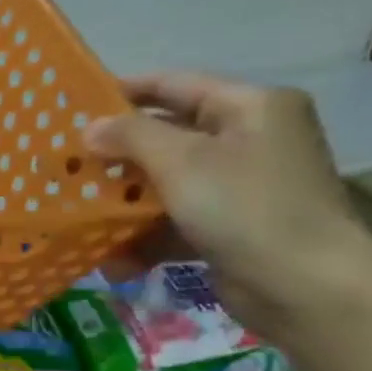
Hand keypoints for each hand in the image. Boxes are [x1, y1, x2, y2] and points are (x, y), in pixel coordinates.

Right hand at [84, 73, 371, 337]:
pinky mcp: (230, 226)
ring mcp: (240, 185)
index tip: (72, 107)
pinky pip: (175, 220)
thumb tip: (90, 128)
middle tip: (66, 163)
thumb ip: (130, 136)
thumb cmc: (244, 206)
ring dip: (122, 199)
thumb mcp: (181, 161)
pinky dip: (144, 236)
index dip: (122, 92)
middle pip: (166, 135)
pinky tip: (111, 258)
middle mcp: (249, 139)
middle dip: (116, 153)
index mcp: (250, 107)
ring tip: (77, 210)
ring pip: (165, 181)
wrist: (305, 286)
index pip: (174, 85)